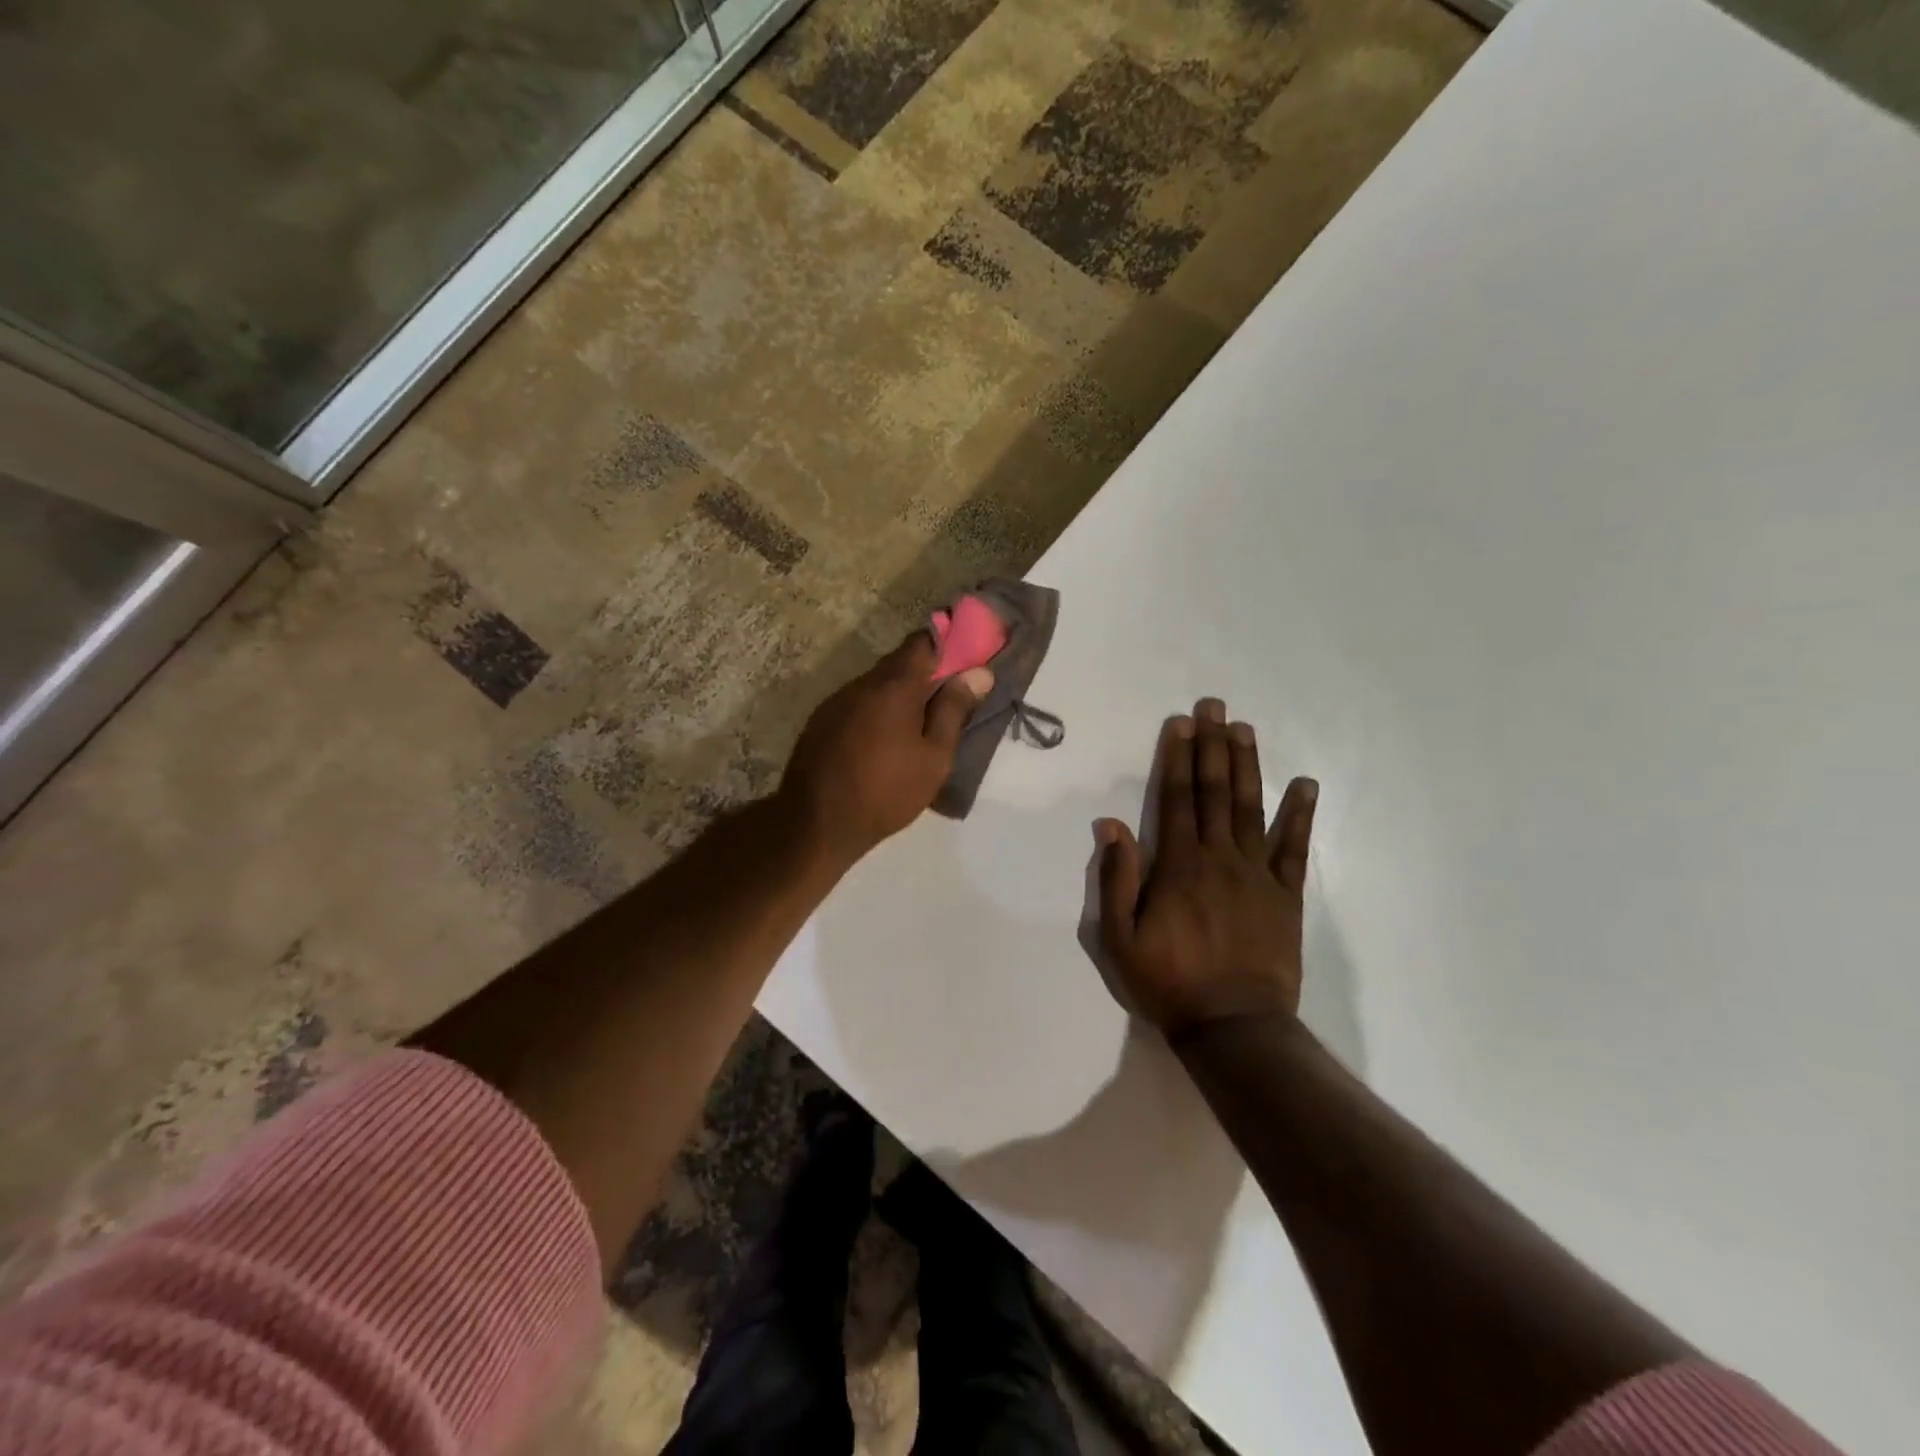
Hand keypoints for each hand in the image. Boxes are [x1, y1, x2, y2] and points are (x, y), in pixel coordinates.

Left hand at [780, 632, 992, 865]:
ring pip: (876, 684)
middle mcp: (861, 683)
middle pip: (898, 662)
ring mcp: (836, 701)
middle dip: (925, 672)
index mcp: (893, 686)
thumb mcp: (934, 757)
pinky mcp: (820, 721)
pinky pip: (857, 703)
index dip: (947, 643)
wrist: (816, 823)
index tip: (967, 658)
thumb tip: (979, 672)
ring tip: (917, 724)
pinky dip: (876, 710)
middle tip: (949, 697)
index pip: (923, 641)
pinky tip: (883, 740)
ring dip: (898, 694)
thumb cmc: (887, 792)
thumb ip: (954, 710)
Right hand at [1096, 698, 1317, 1038]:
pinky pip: (1295, 848)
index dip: (1177, 758)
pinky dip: (1300, 814)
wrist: (1234, 1026)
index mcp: (1178, 865)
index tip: (1181, 724)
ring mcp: (1258, 874)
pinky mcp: (1286, 895)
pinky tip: (1304, 784)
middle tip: (1214, 706)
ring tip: (1244, 729)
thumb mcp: (1119, 938)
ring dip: (1247, 765)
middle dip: (1211, 746)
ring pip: (1251, 808)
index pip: (1176, 799)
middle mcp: (1219, 857)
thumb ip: (1117, 878)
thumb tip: (1110, 825)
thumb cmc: (1168, 982)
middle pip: (1215, 792)